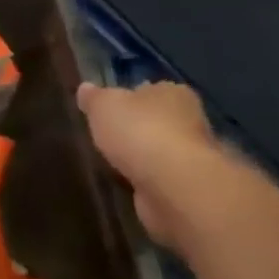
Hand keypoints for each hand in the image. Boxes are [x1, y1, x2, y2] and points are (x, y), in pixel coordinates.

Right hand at [76, 81, 231, 247]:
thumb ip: (93, 97)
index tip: (108, 109)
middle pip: (157, 121)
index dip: (128, 98)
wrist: (174, 187)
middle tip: (106, 137)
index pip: (150, 90)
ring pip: (159, 153)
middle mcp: (191, 122)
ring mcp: (193, 158)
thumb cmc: (139, 132)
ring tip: (111, 163)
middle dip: (136, 130)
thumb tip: (86, 88)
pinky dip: (146, 183)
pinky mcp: (188, 189)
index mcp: (173, 93)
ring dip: (141, 159)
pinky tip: (126, 185)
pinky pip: (159, 180)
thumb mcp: (103, 105)